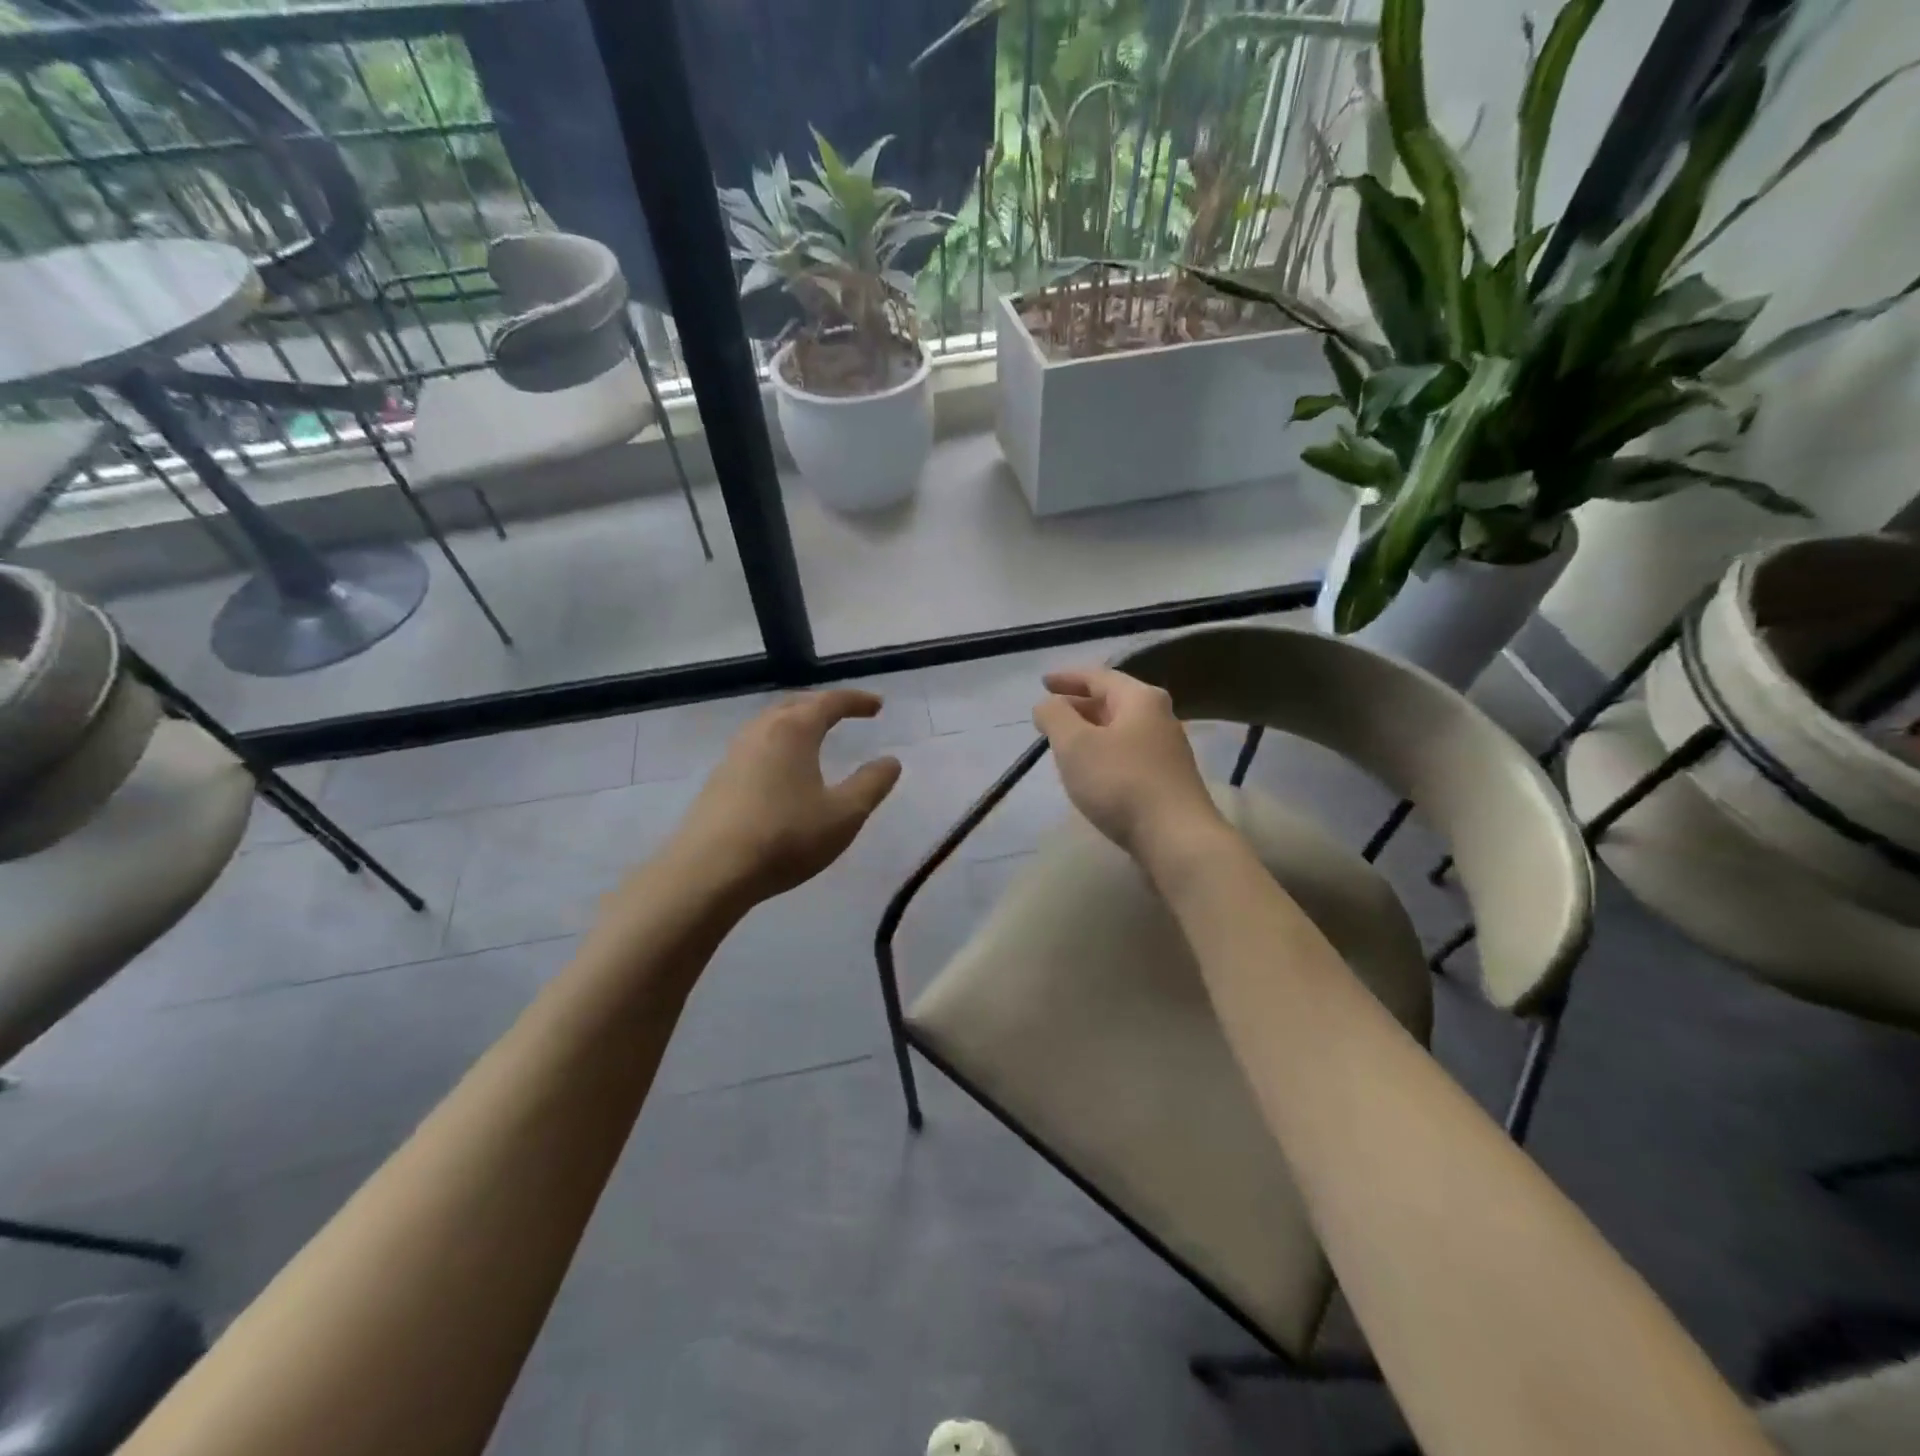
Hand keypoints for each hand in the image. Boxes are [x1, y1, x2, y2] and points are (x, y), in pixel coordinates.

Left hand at [665, 690, 902, 904]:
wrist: (710, 871)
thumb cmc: (785, 837)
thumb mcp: (844, 815)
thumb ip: (871, 784)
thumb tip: (891, 761)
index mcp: (794, 730)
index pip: (830, 702)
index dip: (856, 701)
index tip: (878, 706)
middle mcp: (761, 731)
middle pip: (796, 704)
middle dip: (823, 704)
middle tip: (845, 713)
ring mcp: (734, 754)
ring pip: (771, 724)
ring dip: (796, 722)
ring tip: (815, 736)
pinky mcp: (719, 779)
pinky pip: (756, 746)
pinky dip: (778, 744)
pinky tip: (782, 769)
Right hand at [1033, 667, 1225, 864]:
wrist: (1176, 838)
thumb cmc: (1121, 782)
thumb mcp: (1075, 744)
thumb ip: (1055, 716)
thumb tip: (1047, 704)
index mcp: (1140, 699)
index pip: (1098, 676)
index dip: (1067, 678)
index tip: (1043, 683)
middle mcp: (1159, 717)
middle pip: (1113, 701)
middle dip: (1079, 705)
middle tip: (1050, 715)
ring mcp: (1167, 750)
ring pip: (1121, 729)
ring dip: (1091, 731)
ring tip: (1065, 743)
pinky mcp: (1167, 779)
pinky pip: (1128, 754)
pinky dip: (1104, 752)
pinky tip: (1092, 771)